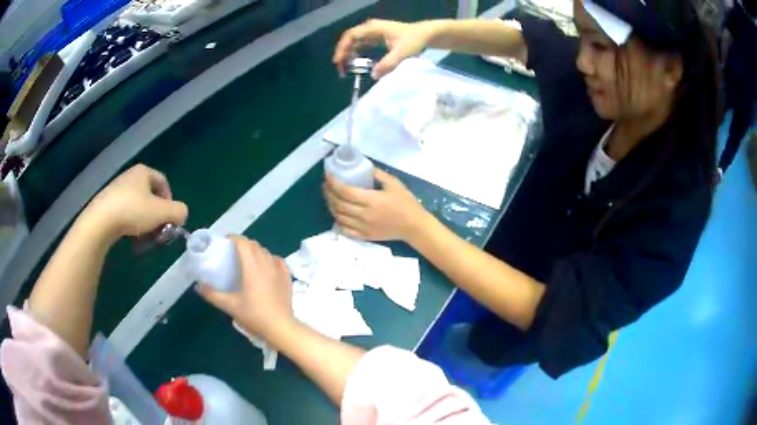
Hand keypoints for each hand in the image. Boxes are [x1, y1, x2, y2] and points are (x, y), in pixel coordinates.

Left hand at [83, 164, 187, 240]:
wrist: (101, 221)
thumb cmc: (133, 211)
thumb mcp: (163, 212)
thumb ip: (179, 212)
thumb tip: (181, 215)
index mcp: (143, 172)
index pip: (163, 183)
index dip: (170, 201)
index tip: (169, 219)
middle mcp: (130, 176)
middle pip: (150, 196)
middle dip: (157, 216)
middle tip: (158, 231)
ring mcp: (116, 190)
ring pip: (138, 207)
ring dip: (145, 223)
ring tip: (144, 238)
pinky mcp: (106, 204)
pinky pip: (125, 213)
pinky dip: (131, 225)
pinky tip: (131, 238)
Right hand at [196, 237, 293, 339]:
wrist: (281, 328)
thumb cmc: (254, 315)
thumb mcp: (230, 305)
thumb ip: (212, 294)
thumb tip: (198, 286)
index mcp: (252, 267)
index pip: (243, 243)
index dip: (233, 238)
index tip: (224, 241)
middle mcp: (266, 264)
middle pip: (255, 245)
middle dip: (243, 244)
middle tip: (232, 252)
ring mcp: (279, 270)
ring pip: (266, 252)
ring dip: (256, 250)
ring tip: (247, 259)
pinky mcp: (287, 278)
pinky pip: (279, 261)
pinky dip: (270, 258)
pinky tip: (267, 265)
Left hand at [323, 169, 428, 240]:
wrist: (414, 226)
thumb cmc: (406, 203)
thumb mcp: (394, 183)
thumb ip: (377, 174)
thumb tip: (363, 167)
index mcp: (371, 200)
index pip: (345, 191)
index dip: (333, 183)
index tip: (328, 175)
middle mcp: (364, 214)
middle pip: (339, 204)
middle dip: (328, 193)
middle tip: (326, 184)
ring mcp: (362, 227)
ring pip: (339, 217)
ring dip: (331, 206)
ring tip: (329, 197)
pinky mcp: (364, 236)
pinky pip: (345, 230)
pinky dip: (337, 221)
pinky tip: (336, 214)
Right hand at [333, 19, 431, 78]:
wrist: (425, 34)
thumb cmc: (414, 40)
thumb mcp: (402, 53)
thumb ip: (388, 64)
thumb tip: (374, 75)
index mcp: (373, 28)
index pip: (351, 36)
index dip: (342, 48)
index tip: (338, 62)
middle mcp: (370, 28)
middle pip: (349, 38)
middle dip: (342, 52)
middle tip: (340, 68)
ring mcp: (372, 32)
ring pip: (354, 42)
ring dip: (348, 53)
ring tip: (345, 68)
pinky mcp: (376, 37)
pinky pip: (361, 44)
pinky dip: (356, 53)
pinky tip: (355, 63)